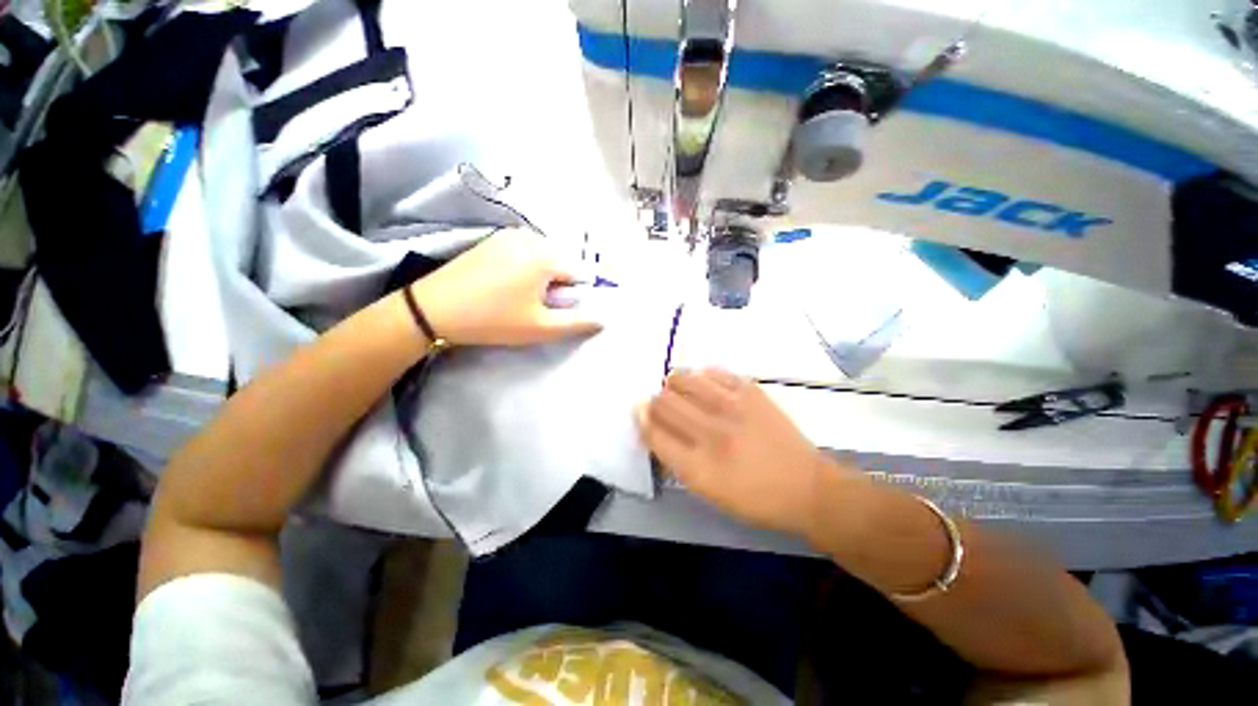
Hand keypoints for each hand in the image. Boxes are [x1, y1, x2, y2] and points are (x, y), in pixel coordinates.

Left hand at [411, 229, 601, 346]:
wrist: (433, 309)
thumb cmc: (493, 319)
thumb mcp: (541, 327)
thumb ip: (577, 323)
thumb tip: (603, 318)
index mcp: (546, 256)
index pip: (582, 273)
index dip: (576, 295)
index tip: (559, 310)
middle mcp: (532, 237)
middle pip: (564, 262)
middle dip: (560, 285)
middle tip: (538, 306)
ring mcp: (510, 235)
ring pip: (545, 257)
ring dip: (544, 277)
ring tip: (522, 297)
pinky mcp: (494, 239)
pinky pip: (526, 252)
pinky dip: (527, 268)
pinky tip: (507, 285)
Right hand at [637, 369, 834, 537]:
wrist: (806, 487)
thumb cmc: (753, 498)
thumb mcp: (707, 491)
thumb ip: (675, 458)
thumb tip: (653, 425)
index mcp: (698, 467)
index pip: (653, 431)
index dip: (642, 419)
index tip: (642, 413)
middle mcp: (712, 434)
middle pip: (663, 402)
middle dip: (654, 402)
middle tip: (662, 405)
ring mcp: (733, 408)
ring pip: (683, 379)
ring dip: (674, 384)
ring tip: (680, 390)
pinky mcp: (751, 392)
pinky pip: (713, 371)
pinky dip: (701, 375)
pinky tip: (704, 384)